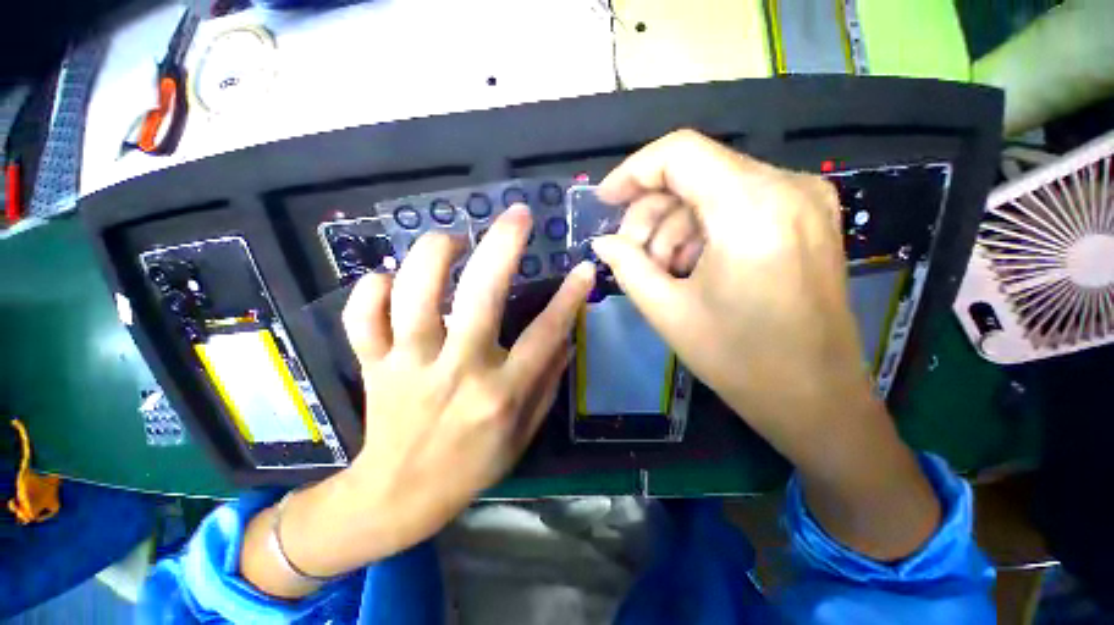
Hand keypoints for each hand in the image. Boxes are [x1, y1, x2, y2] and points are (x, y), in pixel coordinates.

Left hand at [241, 206, 594, 596]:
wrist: (400, 496)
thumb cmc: (472, 466)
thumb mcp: (523, 433)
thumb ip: (547, 383)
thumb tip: (566, 338)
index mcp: (500, 393)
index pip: (545, 334)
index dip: (569, 297)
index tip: (584, 267)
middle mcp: (457, 371)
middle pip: (479, 297)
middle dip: (502, 247)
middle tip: (516, 216)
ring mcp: (408, 366)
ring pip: (413, 295)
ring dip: (433, 255)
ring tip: (452, 239)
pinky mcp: (373, 366)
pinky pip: (363, 317)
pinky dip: (371, 290)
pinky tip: (388, 279)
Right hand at [592, 130, 938, 559]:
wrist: (815, 398)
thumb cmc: (738, 359)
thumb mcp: (667, 311)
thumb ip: (627, 266)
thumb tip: (602, 242)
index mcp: (752, 208)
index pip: (679, 153)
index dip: (633, 171)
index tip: (605, 201)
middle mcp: (786, 187)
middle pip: (694, 172)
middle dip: (651, 212)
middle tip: (631, 255)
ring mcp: (803, 199)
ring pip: (712, 189)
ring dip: (674, 226)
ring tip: (664, 271)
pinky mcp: (805, 217)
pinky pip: (736, 204)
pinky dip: (703, 229)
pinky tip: (693, 266)